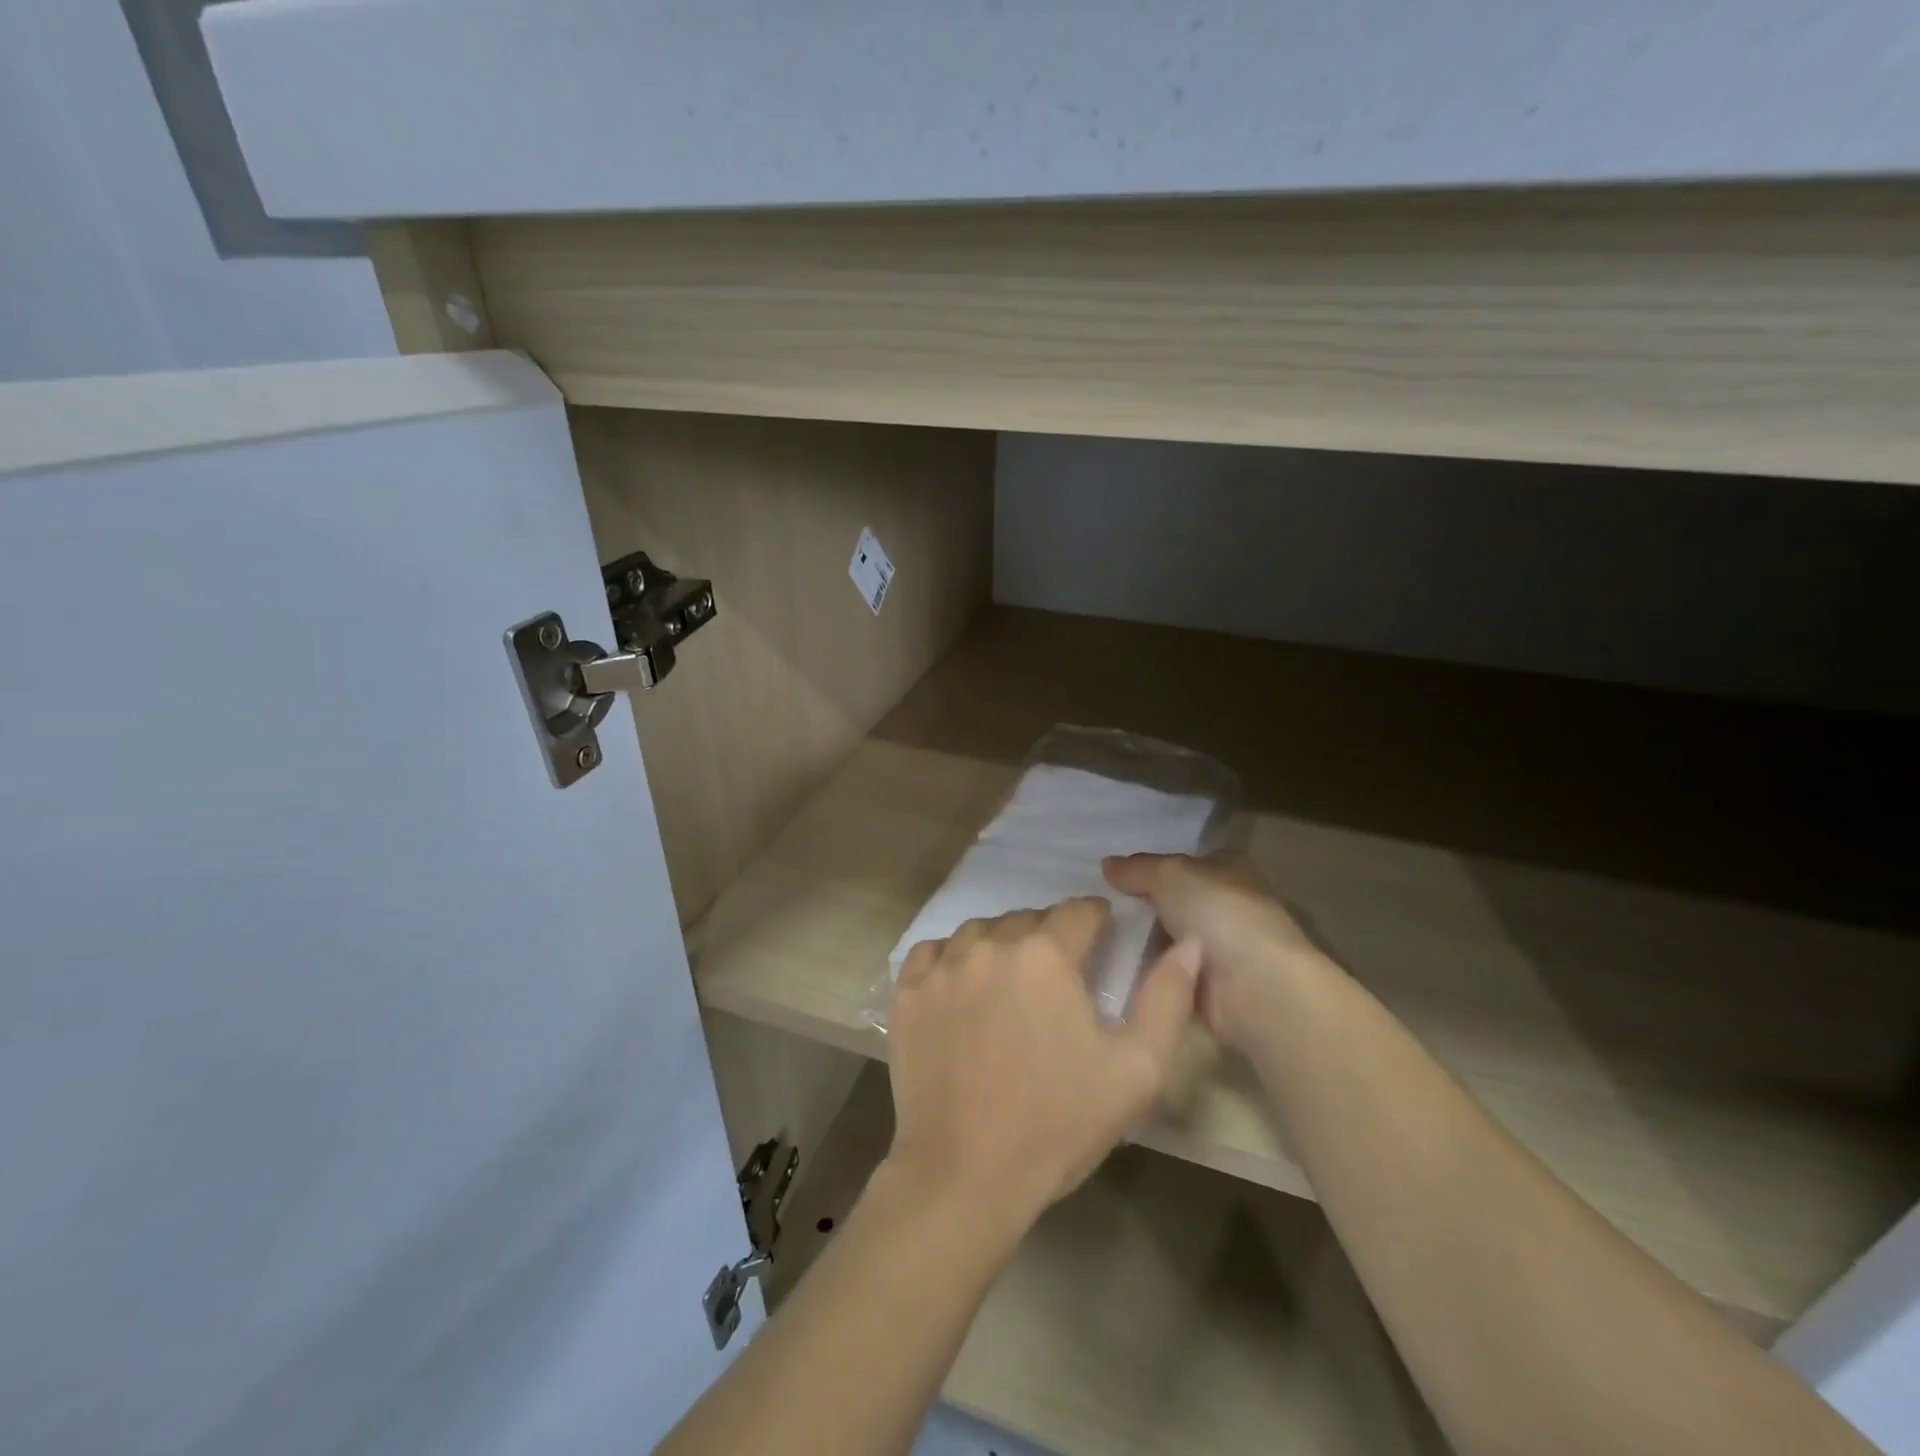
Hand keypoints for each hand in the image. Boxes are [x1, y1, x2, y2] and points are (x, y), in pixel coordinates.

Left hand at [883, 898, 1199, 1237]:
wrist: (964, 1175)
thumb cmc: (1058, 1123)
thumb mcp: (1136, 1070)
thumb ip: (1168, 999)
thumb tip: (1187, 944)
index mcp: (1045, 954)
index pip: (1078, 911)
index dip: (1096, 921)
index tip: (1101, 939)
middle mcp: (990, 944)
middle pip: (1028, 919)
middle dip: (1050, 937)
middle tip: (1058, 977)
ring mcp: (942, 966)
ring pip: (980, 931)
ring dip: (1001, 945)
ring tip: (1011, 982)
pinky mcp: (907, 993)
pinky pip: (932, 953)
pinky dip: (951, 959)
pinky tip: (962, 987)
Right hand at [1102, 852, 1328, 1049]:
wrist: (1254, 986)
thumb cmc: (1219, 915)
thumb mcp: (1170, 876)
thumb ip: (1137, 869)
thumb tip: (1106, 863)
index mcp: (1228, 869)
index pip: (1183, 862)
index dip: (1151, 868)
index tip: (1113, 878)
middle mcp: (1226, 905)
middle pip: (1172, 901)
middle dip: (1140, 906)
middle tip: (1097, 908)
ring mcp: (1218, 948)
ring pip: (1166, 937)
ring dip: (1139, 941)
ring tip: (1094, 937)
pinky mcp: (1208, 985)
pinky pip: (1167, 971)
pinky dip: (1147, 972)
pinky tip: (1112, 967)